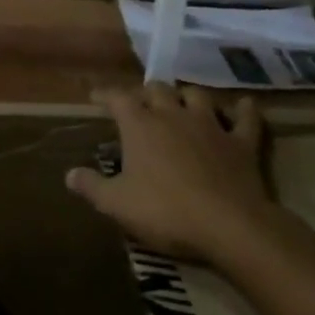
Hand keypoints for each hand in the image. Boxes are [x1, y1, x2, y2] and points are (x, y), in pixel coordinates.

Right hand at [66, 84, 278, 263]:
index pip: (117, 98)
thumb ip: (91, 187)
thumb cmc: (166, 211)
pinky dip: (245, 110)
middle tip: (141, 104)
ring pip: (196, 95)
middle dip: (146, 93)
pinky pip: (246, 119)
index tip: (96, 97)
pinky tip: (245, 105)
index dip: (105, 95)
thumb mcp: (118, 205)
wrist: (229, 225)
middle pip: (157, 89)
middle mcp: (173, 115)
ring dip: (187, 96)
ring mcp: (210, 125)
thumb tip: (69, 174)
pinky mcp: (240, 142)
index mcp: (140, 125)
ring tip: (182, 103)